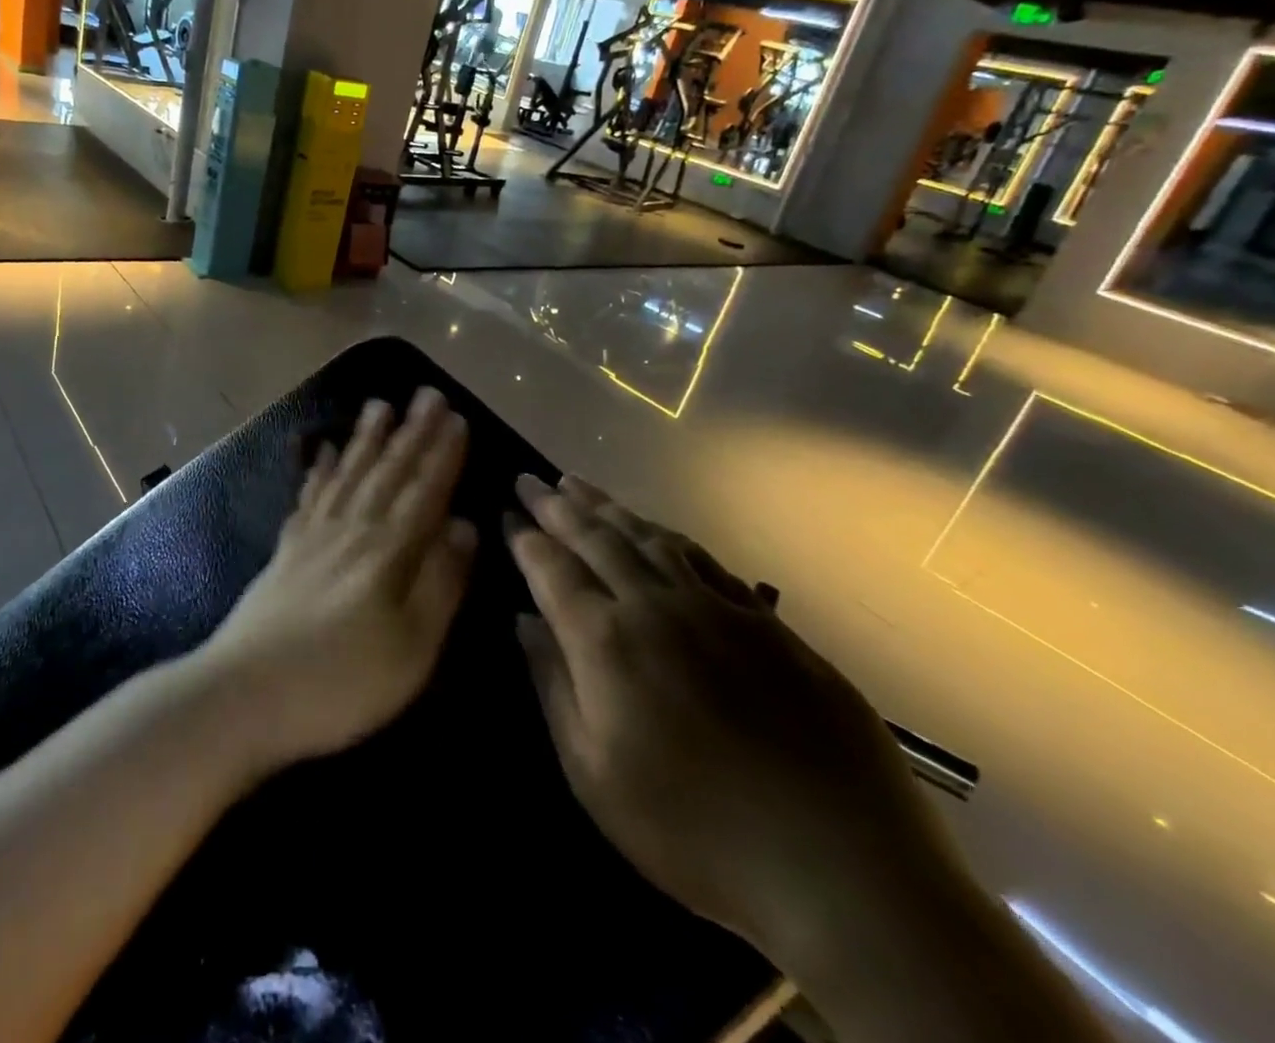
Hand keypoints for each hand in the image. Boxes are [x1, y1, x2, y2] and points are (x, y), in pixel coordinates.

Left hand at [200, 387, 476, 772]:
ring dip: (368, 438)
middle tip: (427, 393)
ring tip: (379, 404)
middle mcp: (352, 530)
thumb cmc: (341, 682)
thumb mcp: (412, 649)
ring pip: (349, 473)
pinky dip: (322, 469)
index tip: (458, 418)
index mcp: (388, 552)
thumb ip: (441, 583)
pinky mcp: (286, 549)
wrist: (245, 694)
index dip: (443, 455)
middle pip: (388, 472)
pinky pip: (310, 495)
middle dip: (412, 432)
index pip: (425, 492)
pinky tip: (326, 450)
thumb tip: (465, 526)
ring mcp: (314, 536)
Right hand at [507, 473, 955, 970]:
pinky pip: (704, 559)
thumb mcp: (595, 775)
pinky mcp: (767, 623)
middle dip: (556, 506)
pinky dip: (667, 535)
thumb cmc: (696, 833)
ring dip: (606, 507)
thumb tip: (523, 621)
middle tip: (530, 479)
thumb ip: (553, 686)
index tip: (506, 513)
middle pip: (595, 538)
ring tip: (577, 485)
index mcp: (607, 642)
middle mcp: (656, 606)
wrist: (844, 870)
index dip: (526, 538)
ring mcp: (717, 609)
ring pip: (648, 538)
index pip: (552, 569)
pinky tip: (655, 529)